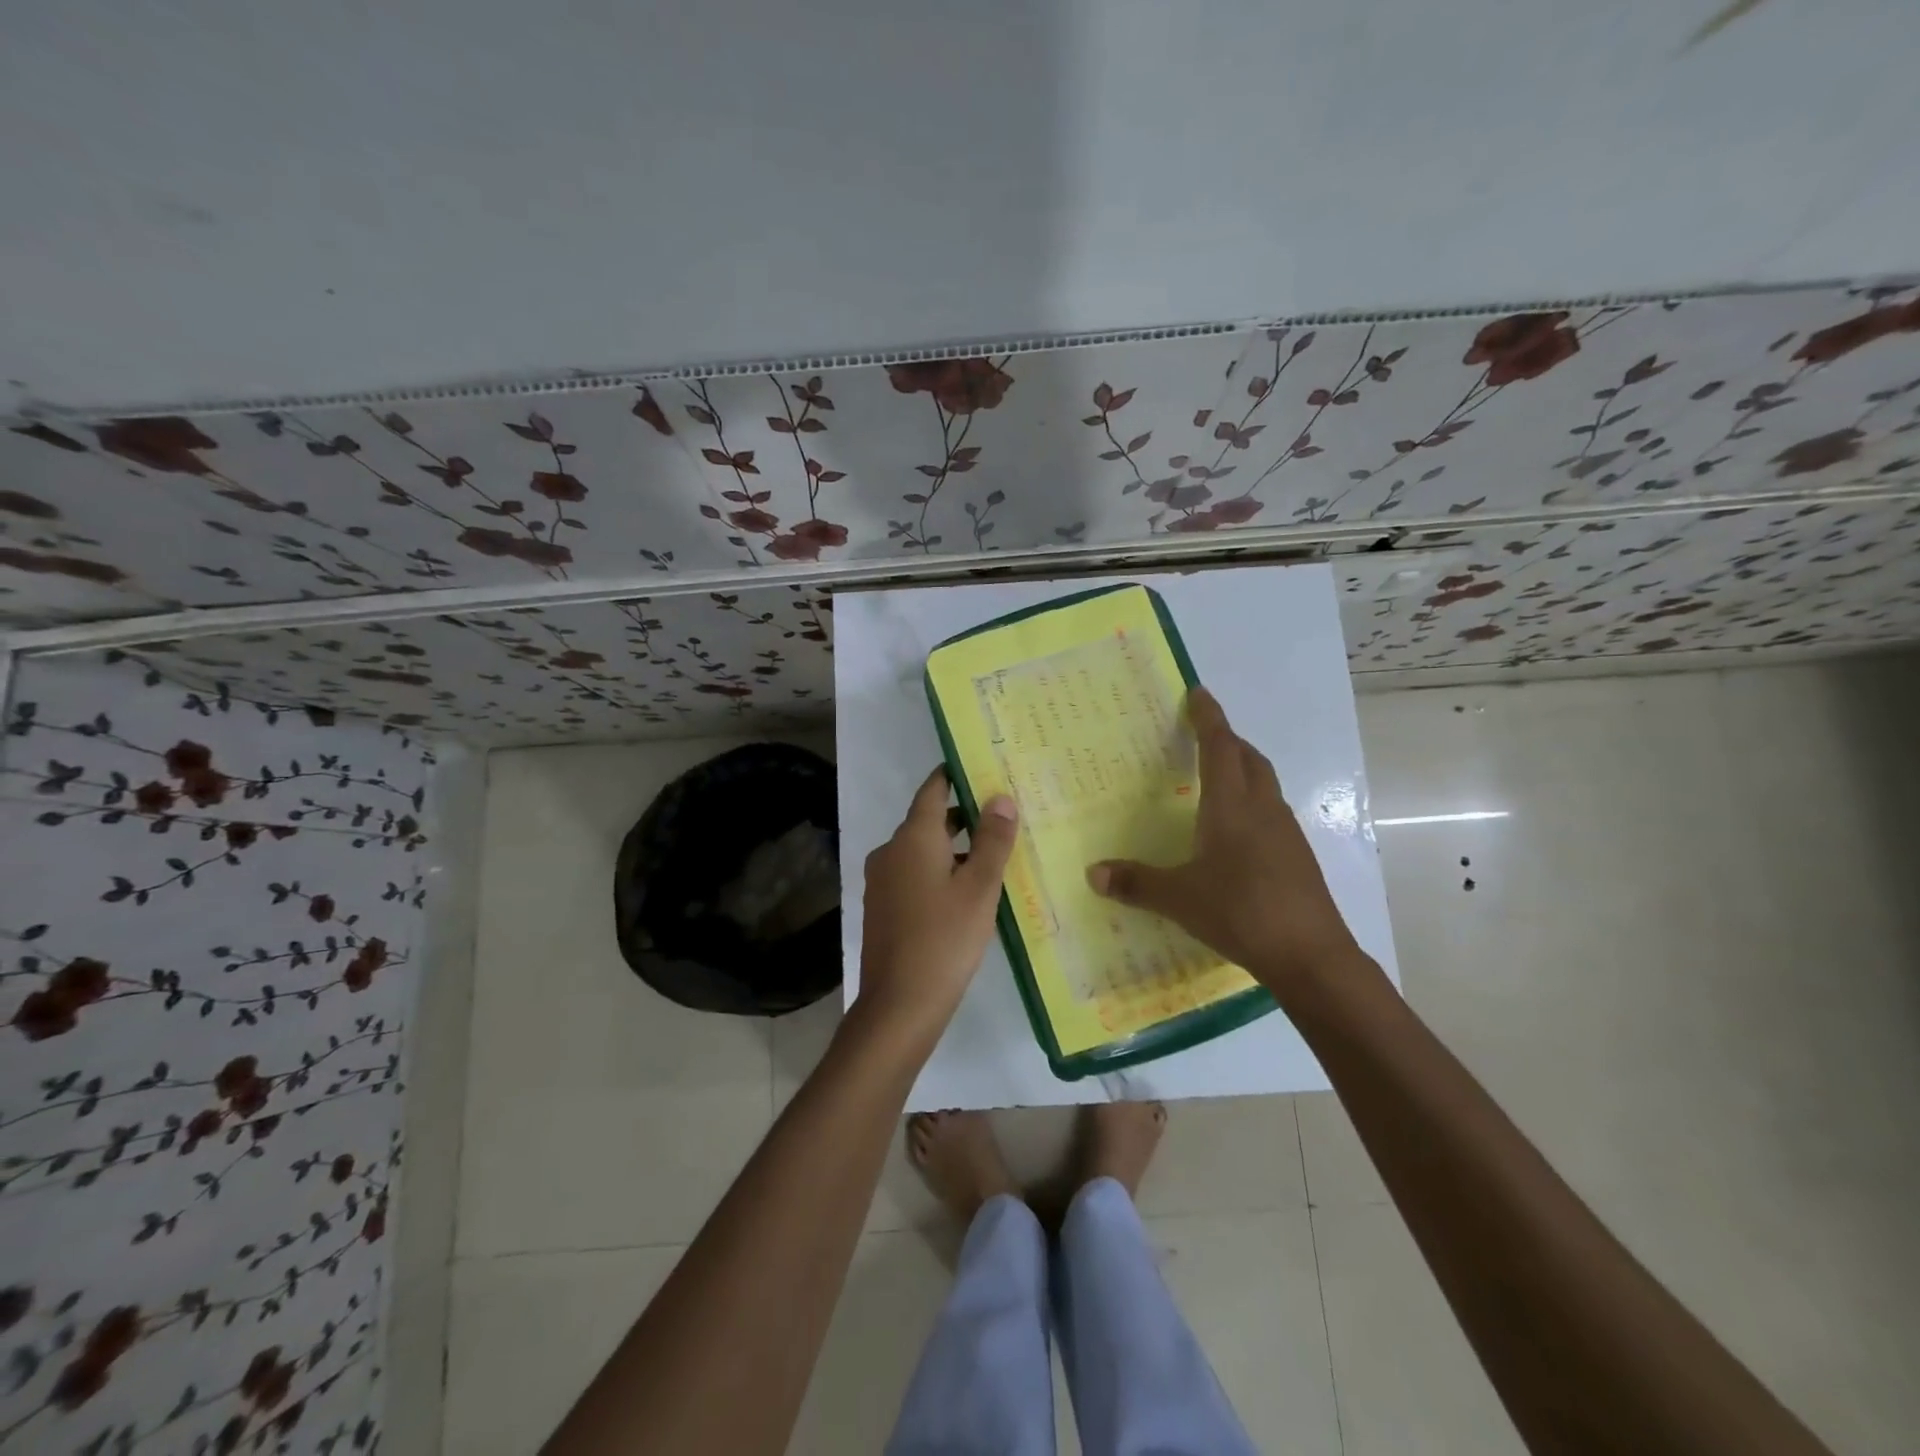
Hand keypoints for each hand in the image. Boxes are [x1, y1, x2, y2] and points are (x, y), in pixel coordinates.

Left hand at [856, 767, 1018, 1050]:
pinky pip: (914, 874)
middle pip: (928, 820)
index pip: (933, 790)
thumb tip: (1001, 797)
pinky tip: (967, 890)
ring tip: (993, 852)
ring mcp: (883, 881)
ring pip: (922, 850)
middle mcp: (891, 851)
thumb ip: (992, 840)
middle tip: (1002, 812)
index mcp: (912, 838)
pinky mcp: (884, 907)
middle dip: (963, 814)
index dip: (955, 775)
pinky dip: (940, 871)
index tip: (981, 767)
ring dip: (953, 847)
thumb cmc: (945, 939)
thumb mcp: (979, 887)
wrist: (899, 1004)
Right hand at [1087, 686, 1367, 1002]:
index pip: (1220, 747)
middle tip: (1203, 735)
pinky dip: (1253, 802)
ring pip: (1264, 784)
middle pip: (1249, 758)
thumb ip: (1136, 883)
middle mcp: (1262, 809)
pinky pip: (1271, 811)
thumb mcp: (1179, 899)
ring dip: (1243, 769)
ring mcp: (1285, 832)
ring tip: (1217, 778)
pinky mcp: (1297, 856)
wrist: (1311, 955)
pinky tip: (1237, 831)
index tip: (1198, 692)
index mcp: (1231, 806)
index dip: (1208, 717)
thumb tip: (1093, 873)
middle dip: (1227, 740)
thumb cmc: (1240, 912)